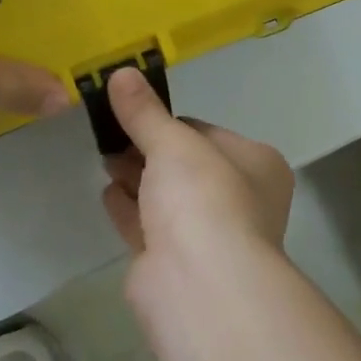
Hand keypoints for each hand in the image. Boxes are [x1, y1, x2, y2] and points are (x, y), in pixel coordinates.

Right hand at [101, 68, 293, 280]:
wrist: (201, 289)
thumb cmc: (202, 198)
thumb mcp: (171, 142)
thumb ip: (144, 111)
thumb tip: (121, 72)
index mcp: (255, 165)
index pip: (206, 132)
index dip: (169, 122)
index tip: (134, 111)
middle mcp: (240, 200)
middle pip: (185, 166)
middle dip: (148, 150)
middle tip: (112, 132)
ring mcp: (209, 238)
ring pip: (167, 197)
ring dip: (137, 177)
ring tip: (105, 156)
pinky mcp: (177, 268)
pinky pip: (149, 227)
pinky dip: (129, 209)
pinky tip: (108, 192)